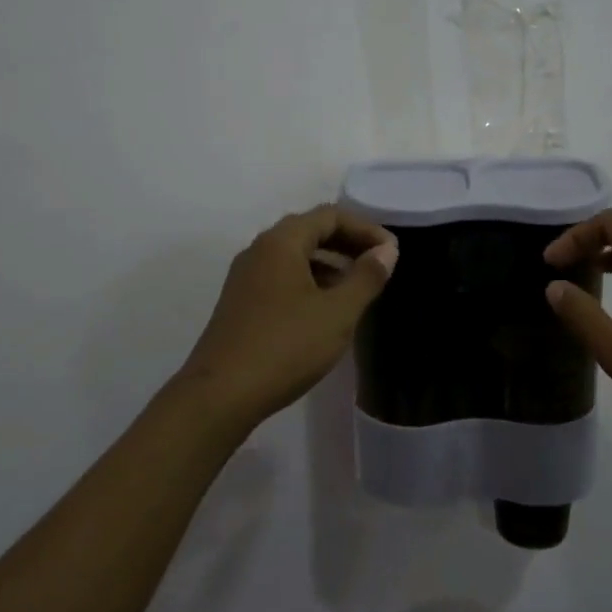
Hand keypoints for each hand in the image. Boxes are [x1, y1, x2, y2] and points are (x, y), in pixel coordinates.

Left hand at [171, 205, 397, 430]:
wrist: (221, 395)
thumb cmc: (286, 347)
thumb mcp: (337, 313)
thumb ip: (366, 278)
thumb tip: (386, 251)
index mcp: (281, 243)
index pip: (329, 216)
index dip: (364, 228)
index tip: (391, 251)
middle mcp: (259, 251)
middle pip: (309, 231)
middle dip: (347, 243)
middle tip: (379, 264)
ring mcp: (245, 278)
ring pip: (294, 256)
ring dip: (329, 263)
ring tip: (357, 287)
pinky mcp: (241, 303)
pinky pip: (281, 277)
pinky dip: (309, 281)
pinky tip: (325, 309)